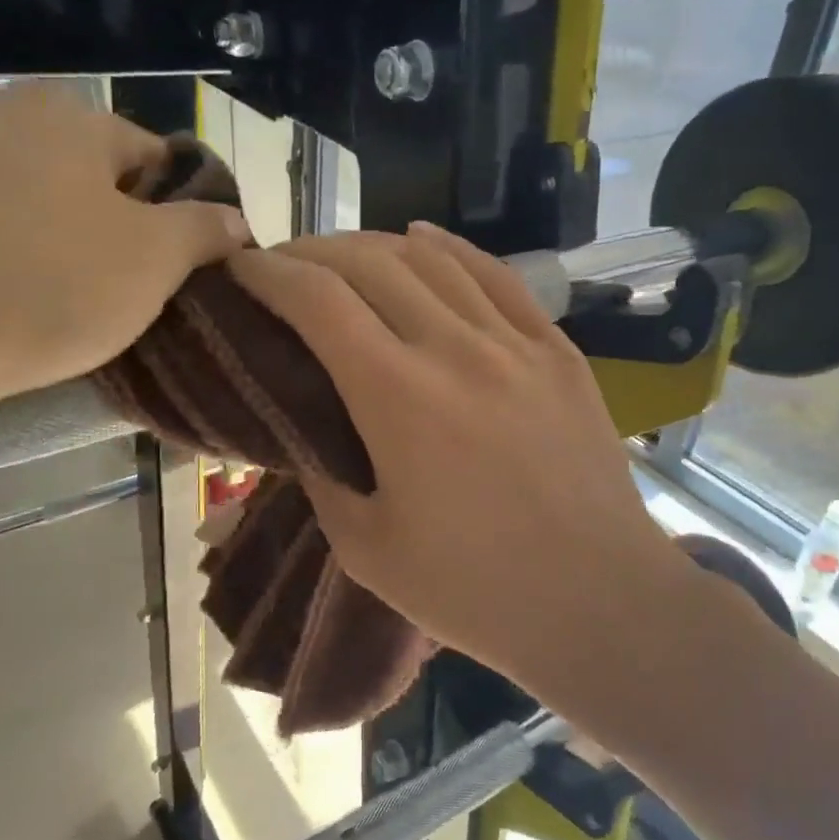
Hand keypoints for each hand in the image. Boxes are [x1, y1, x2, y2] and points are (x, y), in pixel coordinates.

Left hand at [0, 83, 248, 414]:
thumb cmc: (34, 284)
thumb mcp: (152, 260)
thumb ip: (206, 232)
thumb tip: (234, 220)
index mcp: (74, 117)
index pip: (166, 165)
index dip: (189, 223)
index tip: (187, 281)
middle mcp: (8, 121)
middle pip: (106, 191)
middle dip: (131, 246)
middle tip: (136, 307)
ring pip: (51, 220)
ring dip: (76, 265)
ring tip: (76, 322)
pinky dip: (18, 276)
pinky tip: (13, 320)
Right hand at [228, 224, 696, 689]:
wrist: (598, 600)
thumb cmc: (476, 590)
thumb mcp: (367, 549)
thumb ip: (322, 475)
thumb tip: (303, 429)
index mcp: (398, 396)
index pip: (317, 300)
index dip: (268, 272)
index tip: (240, 266)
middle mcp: (456, 347)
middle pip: (370, 264)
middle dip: (314, 252)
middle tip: (285, 265)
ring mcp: (516, 342)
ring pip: (434, 258)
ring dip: (376, 245)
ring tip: (345, 256)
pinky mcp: (558, 350)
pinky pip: (498, 276)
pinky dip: (452, 248)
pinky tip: (426, 239)